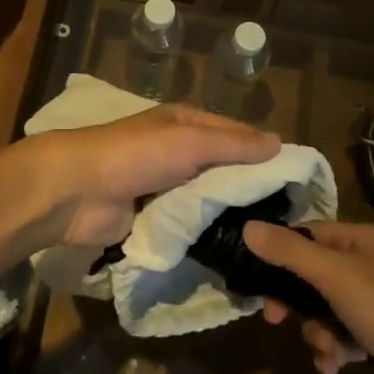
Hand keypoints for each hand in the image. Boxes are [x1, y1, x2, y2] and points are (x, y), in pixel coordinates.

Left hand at [23, 106, 279, 247]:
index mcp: (186, 124)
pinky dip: (206, 234)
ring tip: (267, 239)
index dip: (263, 152)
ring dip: (228, 214)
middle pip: (223, 169)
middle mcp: (178, 151)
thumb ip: (234, 144)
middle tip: (288, 218)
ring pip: (208, 199)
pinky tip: (233, 250)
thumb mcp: (190, 141)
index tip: (296, 179)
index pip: (236, 134)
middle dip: (249, 188)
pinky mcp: (154, 218)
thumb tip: (279, 143)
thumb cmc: (137, 154)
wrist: (77, 190)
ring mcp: (165, 186)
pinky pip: (188, 225)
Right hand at [245, 220, 373, 373]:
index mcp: (360, 240)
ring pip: (323, 310)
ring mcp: (373, 303)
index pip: (307, 234)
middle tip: (277, 320)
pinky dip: (333, 351)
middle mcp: (366, 265)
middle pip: (311, 275)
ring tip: (327, 351)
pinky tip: (336, 368)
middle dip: (296, 302)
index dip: (280, 252)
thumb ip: (290, 253)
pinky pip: (340, 337)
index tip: (255, 278)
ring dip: (316, 332)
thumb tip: (246, 227)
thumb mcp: (336, 277)